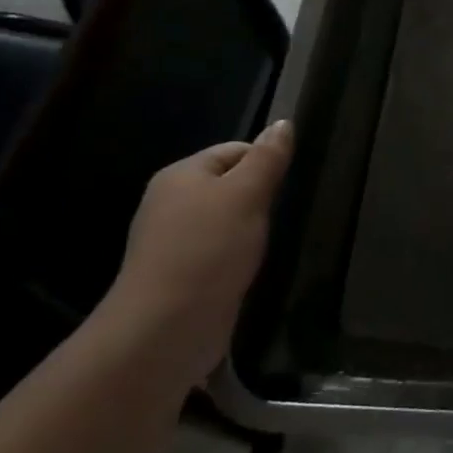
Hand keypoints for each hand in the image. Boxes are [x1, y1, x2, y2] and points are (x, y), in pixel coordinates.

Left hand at [104, 120, 293, 384]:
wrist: (165, 330)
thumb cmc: (208, 250)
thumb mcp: (246, 194)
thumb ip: (267, 158)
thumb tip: (284, 123)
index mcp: (181, 175)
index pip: (234, 150)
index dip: (265, 163)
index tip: (287, 186)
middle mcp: (171, 203)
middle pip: (229, 185)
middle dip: (259, 198)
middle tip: (281, 215)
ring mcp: (173, 242)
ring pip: (227, 221)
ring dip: (250, 230)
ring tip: (268, 243)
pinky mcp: (182, 275)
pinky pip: (219, 252)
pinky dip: (238, 256)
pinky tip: (251, 268)